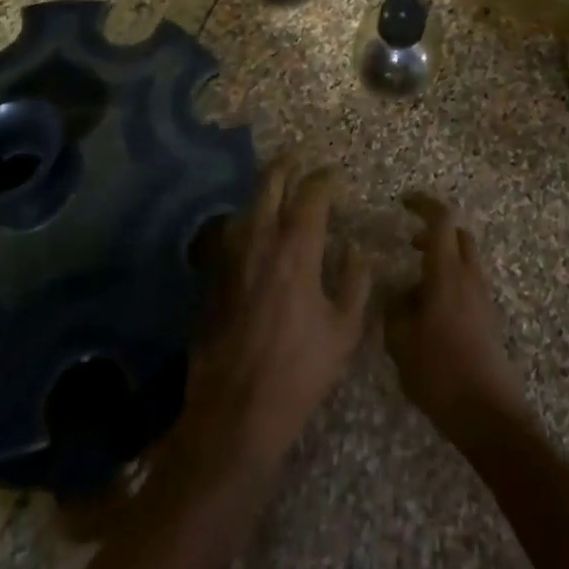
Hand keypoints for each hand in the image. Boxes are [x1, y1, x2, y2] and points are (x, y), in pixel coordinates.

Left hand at [176, 159, 371, 473]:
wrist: (236, 412)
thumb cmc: (299, 372)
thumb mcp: (343, 331)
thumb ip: (355, 282)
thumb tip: (354, 248)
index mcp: (297, 250)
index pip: (311, 196)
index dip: (323, 179)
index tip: (334, 174)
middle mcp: (261, 242)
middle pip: (269, 186)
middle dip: (285, 166)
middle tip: (296, 156)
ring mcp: (232, 258)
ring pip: (246, 206)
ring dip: (262, 190)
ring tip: (275, 185)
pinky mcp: (214, 278)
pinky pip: (231, 233)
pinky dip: (245, 219)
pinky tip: (252, 227)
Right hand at [384, 193, 529, 440]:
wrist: (488, 414)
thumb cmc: (440, 373)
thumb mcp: (401, 343)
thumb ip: (394, 310)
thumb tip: (396, 292)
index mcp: (447, 272)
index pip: (441, 219)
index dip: (423, 203)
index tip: (403, 202)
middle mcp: (469, 276)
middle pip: (457, 235)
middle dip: (433, 231)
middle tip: (409, 243)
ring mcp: (482, 296)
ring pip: (464, 259)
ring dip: (442, 258)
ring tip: (414, 285)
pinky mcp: (488, 317)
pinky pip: (468, 283)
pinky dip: (449, 281)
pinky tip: (429, 312)